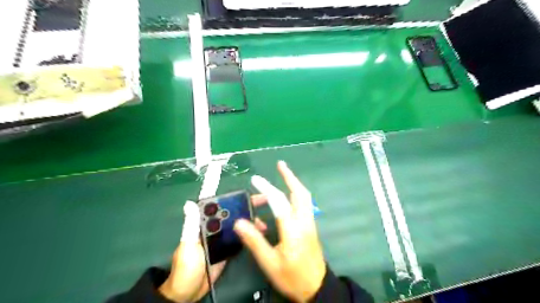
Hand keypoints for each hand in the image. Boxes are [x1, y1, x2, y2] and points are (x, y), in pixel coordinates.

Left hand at [159, 198, 268, 300]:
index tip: (247, 194)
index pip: (219, 206)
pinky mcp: (228, 248)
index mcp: (203, 223)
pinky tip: (258, 233)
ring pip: (239, 224)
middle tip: (263, 203)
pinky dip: (250, 234)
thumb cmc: (186, 268)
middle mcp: (214, 227)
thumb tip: (189, 203)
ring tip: (262, 223)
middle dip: (247, 207)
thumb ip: (190, 225)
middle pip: (232, 213)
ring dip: (251, 221)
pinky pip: (240, 237)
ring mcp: (222, 238)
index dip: (233, 198)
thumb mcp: (188, 245)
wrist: (188, 292)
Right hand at [232, 162, 324, 301]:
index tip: (255, 179)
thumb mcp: (269, 263)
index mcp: (293, 229)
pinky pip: (304, 204)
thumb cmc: (291, 276)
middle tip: (280, 165)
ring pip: (304, 197)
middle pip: (300, 192)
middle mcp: (304, 221)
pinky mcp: (310, 226)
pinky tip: (284, 198)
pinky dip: (294, 194)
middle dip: (290, 177)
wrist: (316, 288)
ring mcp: (310, 223)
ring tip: (282, 176)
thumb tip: (239, 222)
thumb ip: (255, 241)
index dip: (266, 188)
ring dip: (293, 183)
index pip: (279, 202)